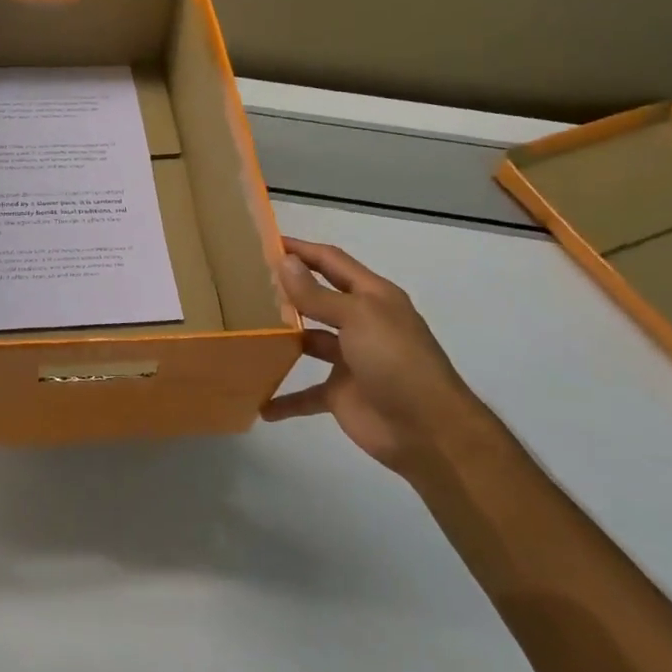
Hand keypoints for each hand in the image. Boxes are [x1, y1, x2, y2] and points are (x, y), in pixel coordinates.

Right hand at [261, 238, 486, 478]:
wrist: (428, 430)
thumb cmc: (396, 361)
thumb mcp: (358, 318)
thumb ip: (318, 295)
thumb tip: (285, 262)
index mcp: (371, 297)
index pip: (331, 261)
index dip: (301, 249)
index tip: (264, 241)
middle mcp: (360, 323)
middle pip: (317, 300)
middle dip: (286, 291)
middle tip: (243, 284)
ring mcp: (350, 360)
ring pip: (308, 343)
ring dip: (281, 341)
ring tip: (243, 332)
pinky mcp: (340, 394)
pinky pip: (306, 394)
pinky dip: (284, 400)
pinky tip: (259, 402)